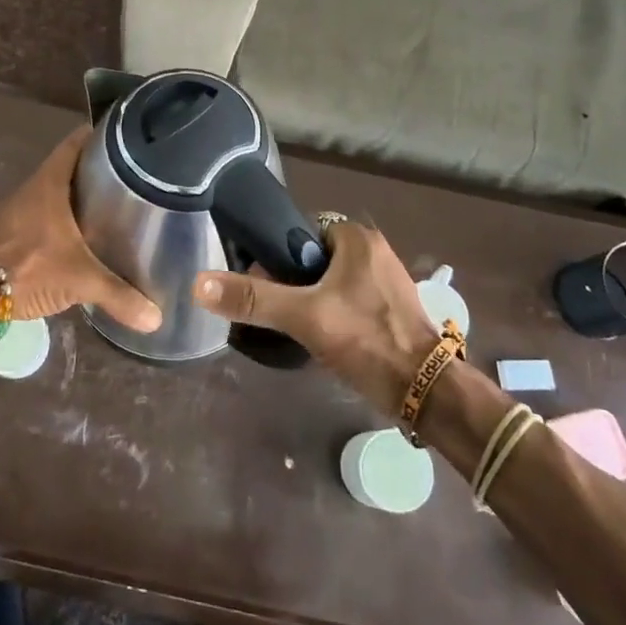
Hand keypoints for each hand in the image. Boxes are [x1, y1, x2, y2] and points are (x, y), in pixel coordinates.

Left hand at [0, 127, 162, 333]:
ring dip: (78, 194)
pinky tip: (80, 235)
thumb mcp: (81, 280)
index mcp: (50, 183)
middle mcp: (33, 188)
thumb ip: (119, 295)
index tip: (125, 139)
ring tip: (110, 204)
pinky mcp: (11, 230)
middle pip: (68, 166)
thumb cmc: (31, 268)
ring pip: (55, 191)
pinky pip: (43, 213)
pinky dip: (63, 217)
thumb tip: (156, 317)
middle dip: (95, 169)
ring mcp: (18, 209)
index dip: (99, 136)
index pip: (75, 143)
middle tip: (129, 176)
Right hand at [193, 222, 440, 413]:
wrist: (427, 393)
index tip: (262, 283)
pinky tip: (323, 338)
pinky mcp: (392, 308)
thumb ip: (252, 299)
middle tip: (277, 311)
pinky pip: (349, 300)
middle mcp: (375, 251)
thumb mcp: (303, 316)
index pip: (301, 231)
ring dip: (312, 300)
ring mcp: (386, 281)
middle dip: (293, 281)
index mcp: (357, 238)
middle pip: (314, 258)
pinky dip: (332, 313)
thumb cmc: (366, 340)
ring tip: (295, 327)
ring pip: (331, 281)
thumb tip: (198, 283)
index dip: (277, 254)